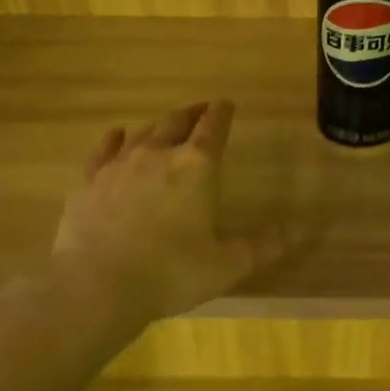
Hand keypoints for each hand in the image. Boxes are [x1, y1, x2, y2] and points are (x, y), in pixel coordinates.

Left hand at [51, 101, 288, 323]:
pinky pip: (104, 150)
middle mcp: (157, 154)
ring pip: (142, 133)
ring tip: (166, 125)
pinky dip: (115, 139)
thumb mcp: (228, 264)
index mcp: (196, 168)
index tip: (226, 103)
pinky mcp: (89, 182)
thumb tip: (300, 230)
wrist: (98, 287)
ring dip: (158, 126)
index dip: (222, 113)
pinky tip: (117, 135)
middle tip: (200, 110)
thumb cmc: (172, 273)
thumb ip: (264, 245)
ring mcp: (118, 166)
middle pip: (176, 123)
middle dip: (192, 114)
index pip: (213, 128)